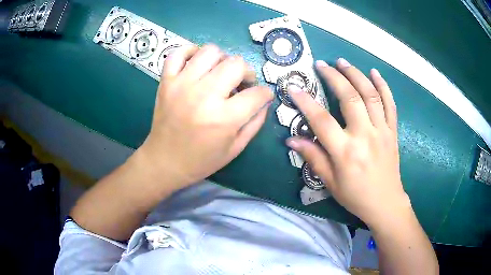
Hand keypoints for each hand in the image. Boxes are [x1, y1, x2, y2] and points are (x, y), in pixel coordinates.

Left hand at [136, 44, 272, 188]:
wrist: (165, 161)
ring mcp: (182, 85)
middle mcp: (203, 95)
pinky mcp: (166, 81)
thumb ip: (255, 123)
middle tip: (241, 83)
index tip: (262, 95)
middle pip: (236, 64)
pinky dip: (190, 52)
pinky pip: (178, 53)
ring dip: (222, 59)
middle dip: (246, 72)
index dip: (265, 93)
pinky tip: (197, 63)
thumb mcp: (235, 148)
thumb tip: (265, 100)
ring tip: (220, 73)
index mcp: (224, 118)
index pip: (257, 93)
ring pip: (210, 51)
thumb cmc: (201, 160)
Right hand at [287, 58, 409, 227]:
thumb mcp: (330, 182)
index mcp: (346, 152)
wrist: (385, 203)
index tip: (294, 86)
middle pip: (349, 98)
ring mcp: (382, 131)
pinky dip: (383, 86)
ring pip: (370, 95)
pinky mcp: (393, 131)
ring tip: (343, 62)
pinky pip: (390, 104)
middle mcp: (365, 136)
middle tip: (322, 64)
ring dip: (356, 74)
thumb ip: (312, 157)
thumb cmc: (355, 195)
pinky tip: (374, 72)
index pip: (321, 120)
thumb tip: (291, 139)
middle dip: (333, 77)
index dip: (305, 101)